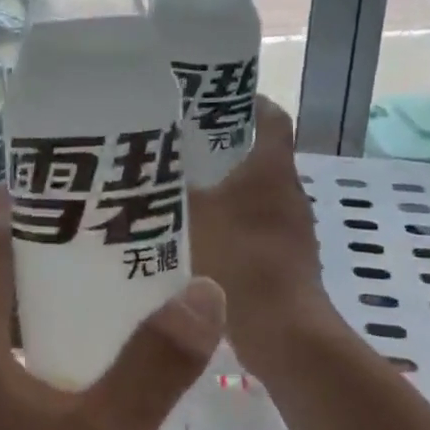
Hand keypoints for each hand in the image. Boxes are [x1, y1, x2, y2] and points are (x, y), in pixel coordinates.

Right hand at [189, 96, 340, 361]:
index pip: (270, 115)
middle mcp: (288, 191)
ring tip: (179, 188)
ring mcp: (291, 228)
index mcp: (271, 169)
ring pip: (255, 193)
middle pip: (258, 154)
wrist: (282, 331)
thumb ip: (165, 191)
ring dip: (224, 188)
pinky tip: (195, 235)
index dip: (246, 100)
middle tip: (178, 143)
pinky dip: (230, 223)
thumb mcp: (189, 217)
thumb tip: (138, 170)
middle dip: (222, 146)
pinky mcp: (286, 259)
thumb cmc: (239, 260)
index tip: (210, 98)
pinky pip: (254, 226)